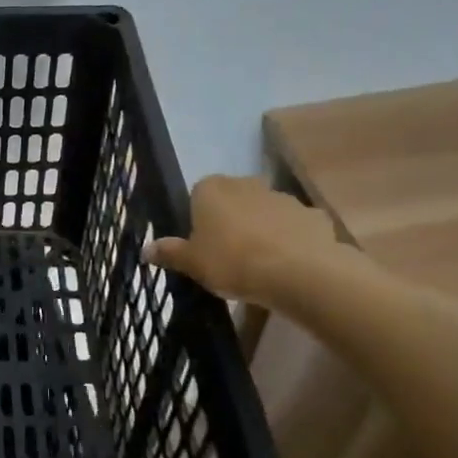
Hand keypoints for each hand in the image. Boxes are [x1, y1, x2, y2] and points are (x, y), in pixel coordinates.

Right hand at [143, 175, 347, 305]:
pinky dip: (291, 240)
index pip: (198, 195)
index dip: (199, 219)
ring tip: (260, 265)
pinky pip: (295, 227)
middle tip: (228, 255)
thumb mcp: (191, 263)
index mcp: (211, 189)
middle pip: (233, 200)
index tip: (201, 245)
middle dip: (231, 221)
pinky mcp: (312, 215)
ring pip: (265, 212)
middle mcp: (246, 184)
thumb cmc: (232, 262)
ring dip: (262, 230)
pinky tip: (289, 265)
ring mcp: (283, 197)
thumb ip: (169, 253)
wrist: (298, 273)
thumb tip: (145, 249)